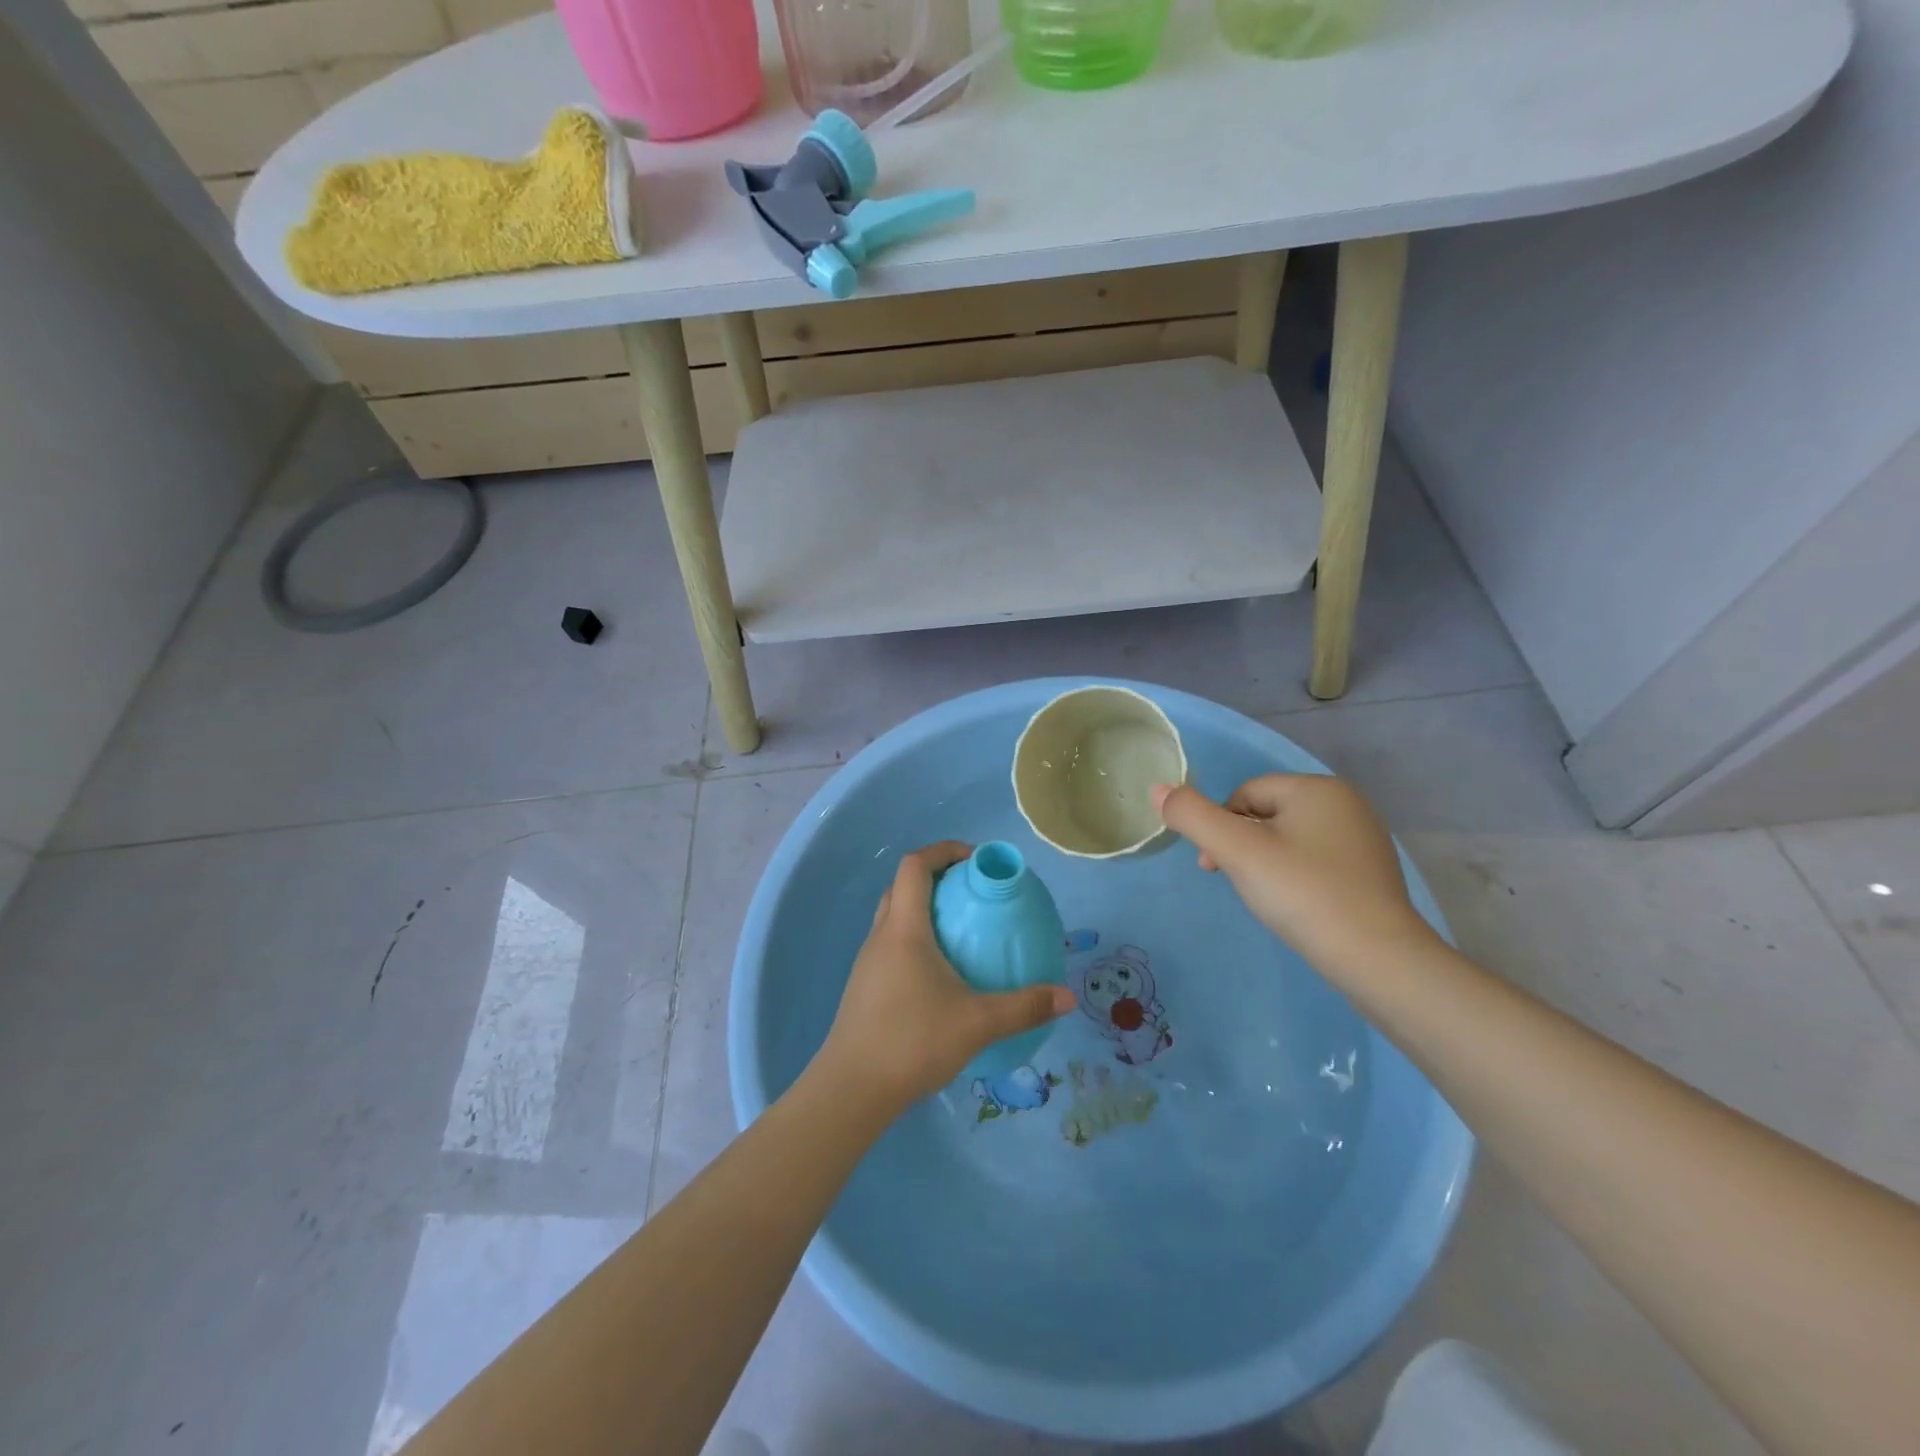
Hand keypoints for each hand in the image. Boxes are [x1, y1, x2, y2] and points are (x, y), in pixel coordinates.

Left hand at [816, 842, 1074, 1113]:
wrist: (852, 1089)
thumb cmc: (913, 1040)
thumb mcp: (978, 1022)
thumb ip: (1024, 1007)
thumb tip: (1067, 997)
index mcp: (904, 928)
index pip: (915, 866)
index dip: (943, 851)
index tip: (975, 860)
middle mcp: (881, 936)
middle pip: (902, 886)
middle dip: (936, 877)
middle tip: (971, 892)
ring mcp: (868, 962)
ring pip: (893, 916)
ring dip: (923, 909)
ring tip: (960, 930)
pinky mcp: (864, 986)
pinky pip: (890, 944)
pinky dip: (915, 938)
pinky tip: (939, 972)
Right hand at [1153, 776, 1438, 965]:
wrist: (1378, 959)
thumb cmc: (1302, 893)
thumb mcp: (1237, 851)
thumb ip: (1192, 815)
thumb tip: (1157, 788)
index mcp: (1317, 788)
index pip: (1244, 793)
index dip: (1219, 827)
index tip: (1213, 867)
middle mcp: (1347, 803)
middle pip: (1267, 813)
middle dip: (1241, 845)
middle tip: (1237, 883)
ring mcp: (1364, 839)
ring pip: (1290, 839)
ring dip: (1266, 862)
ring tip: (1268, 898)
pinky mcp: (1373, 872)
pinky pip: (1316, 861)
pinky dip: (1296, 877)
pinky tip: (1298, 906)